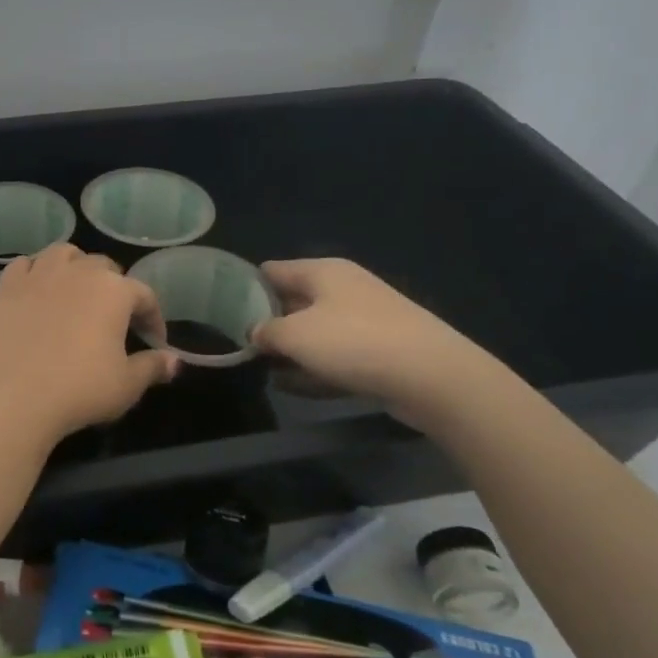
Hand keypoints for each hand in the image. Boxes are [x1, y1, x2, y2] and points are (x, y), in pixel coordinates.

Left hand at [0, 244, 180, 447]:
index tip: (154, 342)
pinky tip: (37, 289)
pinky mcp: (7, 286)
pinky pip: (25, 265)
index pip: (144, 295)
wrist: (13, 395)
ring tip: (77, 292)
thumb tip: (174, 361)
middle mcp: (78, 271)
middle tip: (115, 319)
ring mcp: (39, 274)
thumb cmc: (80, 389)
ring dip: (75, 267)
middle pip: (104, 267)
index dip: (153, 318)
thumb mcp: (127, 385)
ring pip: (64, 254)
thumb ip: (153, 367)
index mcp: (114, 290)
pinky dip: (35, 272)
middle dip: (115, 289)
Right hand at [254, 259, 509, 430]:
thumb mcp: (295, 336)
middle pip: (292, 300)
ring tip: (261, 369)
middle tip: (238, 344)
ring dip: (290, 349)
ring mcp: (365, 320)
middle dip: (267, 322)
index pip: (271, 270)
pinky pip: (336, 356)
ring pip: (314, 331)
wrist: (435, 378)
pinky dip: (314, 368)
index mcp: (322, 271)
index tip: (222, 312)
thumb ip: (265, 332)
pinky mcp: (380, 351)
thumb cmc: (355, 343)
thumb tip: (255, 333)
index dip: (245, 288)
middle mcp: (343, 288)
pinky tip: (292, 387)